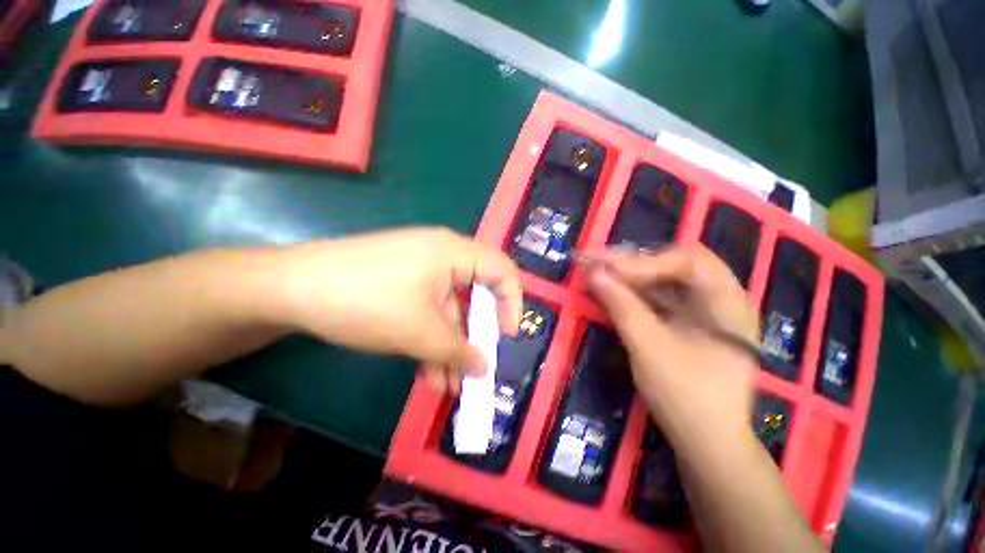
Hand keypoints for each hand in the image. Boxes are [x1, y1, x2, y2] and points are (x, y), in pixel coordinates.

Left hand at [276, 227, 521, 395]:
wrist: (291, 288)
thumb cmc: (368, 301)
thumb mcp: (420, 332)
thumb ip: (459, 352)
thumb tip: (484, 369)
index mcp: (455, 253)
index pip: (502, 271)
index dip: (512, 302)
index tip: (507, 336)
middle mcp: (443, 256)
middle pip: (475, 295)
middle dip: (475, 336)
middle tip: (476, 368)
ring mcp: (421, 270)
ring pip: (448, 311)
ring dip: (449, 347)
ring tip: (446, 387)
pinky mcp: (402, 283)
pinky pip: (427, 311)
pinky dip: (429, 340)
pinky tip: (427, 372)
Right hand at [584, 244, 759, 456]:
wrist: (708, 445)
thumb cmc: (685, 397)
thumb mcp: (649, 347)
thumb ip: (621, 305)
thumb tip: (593, 272)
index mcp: (728, 303)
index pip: (688, 260)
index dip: (645, 261)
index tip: (606, 268)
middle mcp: (721, 300)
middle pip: (676, 265)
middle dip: (634, 264)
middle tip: (597, 264)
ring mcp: (706, 313)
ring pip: (666, 281)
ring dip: (630, 277)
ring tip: (598, 275)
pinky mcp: (690, 325)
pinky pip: (661, 299)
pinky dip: (635, 294)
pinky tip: (613, 293)